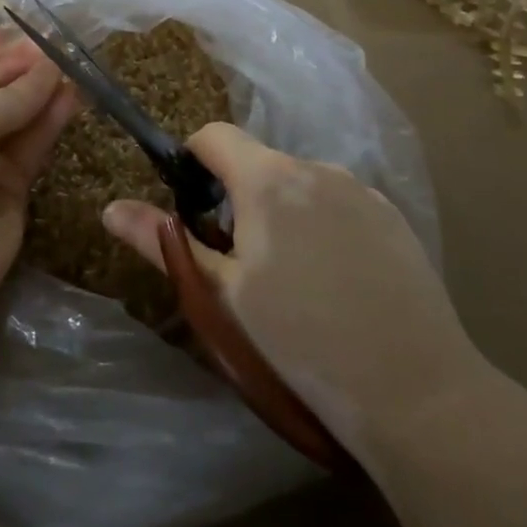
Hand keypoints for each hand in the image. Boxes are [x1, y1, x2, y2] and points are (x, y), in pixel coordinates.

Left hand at [0, 31, 79, 382]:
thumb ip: (9, 95)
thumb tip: (48, 68)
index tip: (7, 37)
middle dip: (11, 70)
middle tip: (46, 49)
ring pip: (11, 118)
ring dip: (36, 92)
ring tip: (68, 66)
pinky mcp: (8, 189)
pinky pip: (30, 147)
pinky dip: (48, 122)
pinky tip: (71, 97)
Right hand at [103, 123, 482, 452]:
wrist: (416, 391)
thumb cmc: (301, 340)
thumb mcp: (222, 293)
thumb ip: (163, 242)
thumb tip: (110, 208)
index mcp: (269, 179)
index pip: (214, 135)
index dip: (192, 162)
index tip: (192, 211)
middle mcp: (317, 167)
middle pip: (258, 164)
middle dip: (236, 198)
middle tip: (239, 264)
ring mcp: (361, 190)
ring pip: (299, 185)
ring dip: (281, 212)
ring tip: (292, 281)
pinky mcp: (393, 217)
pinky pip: (339, 203)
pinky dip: (322, 225)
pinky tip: (337, 283)